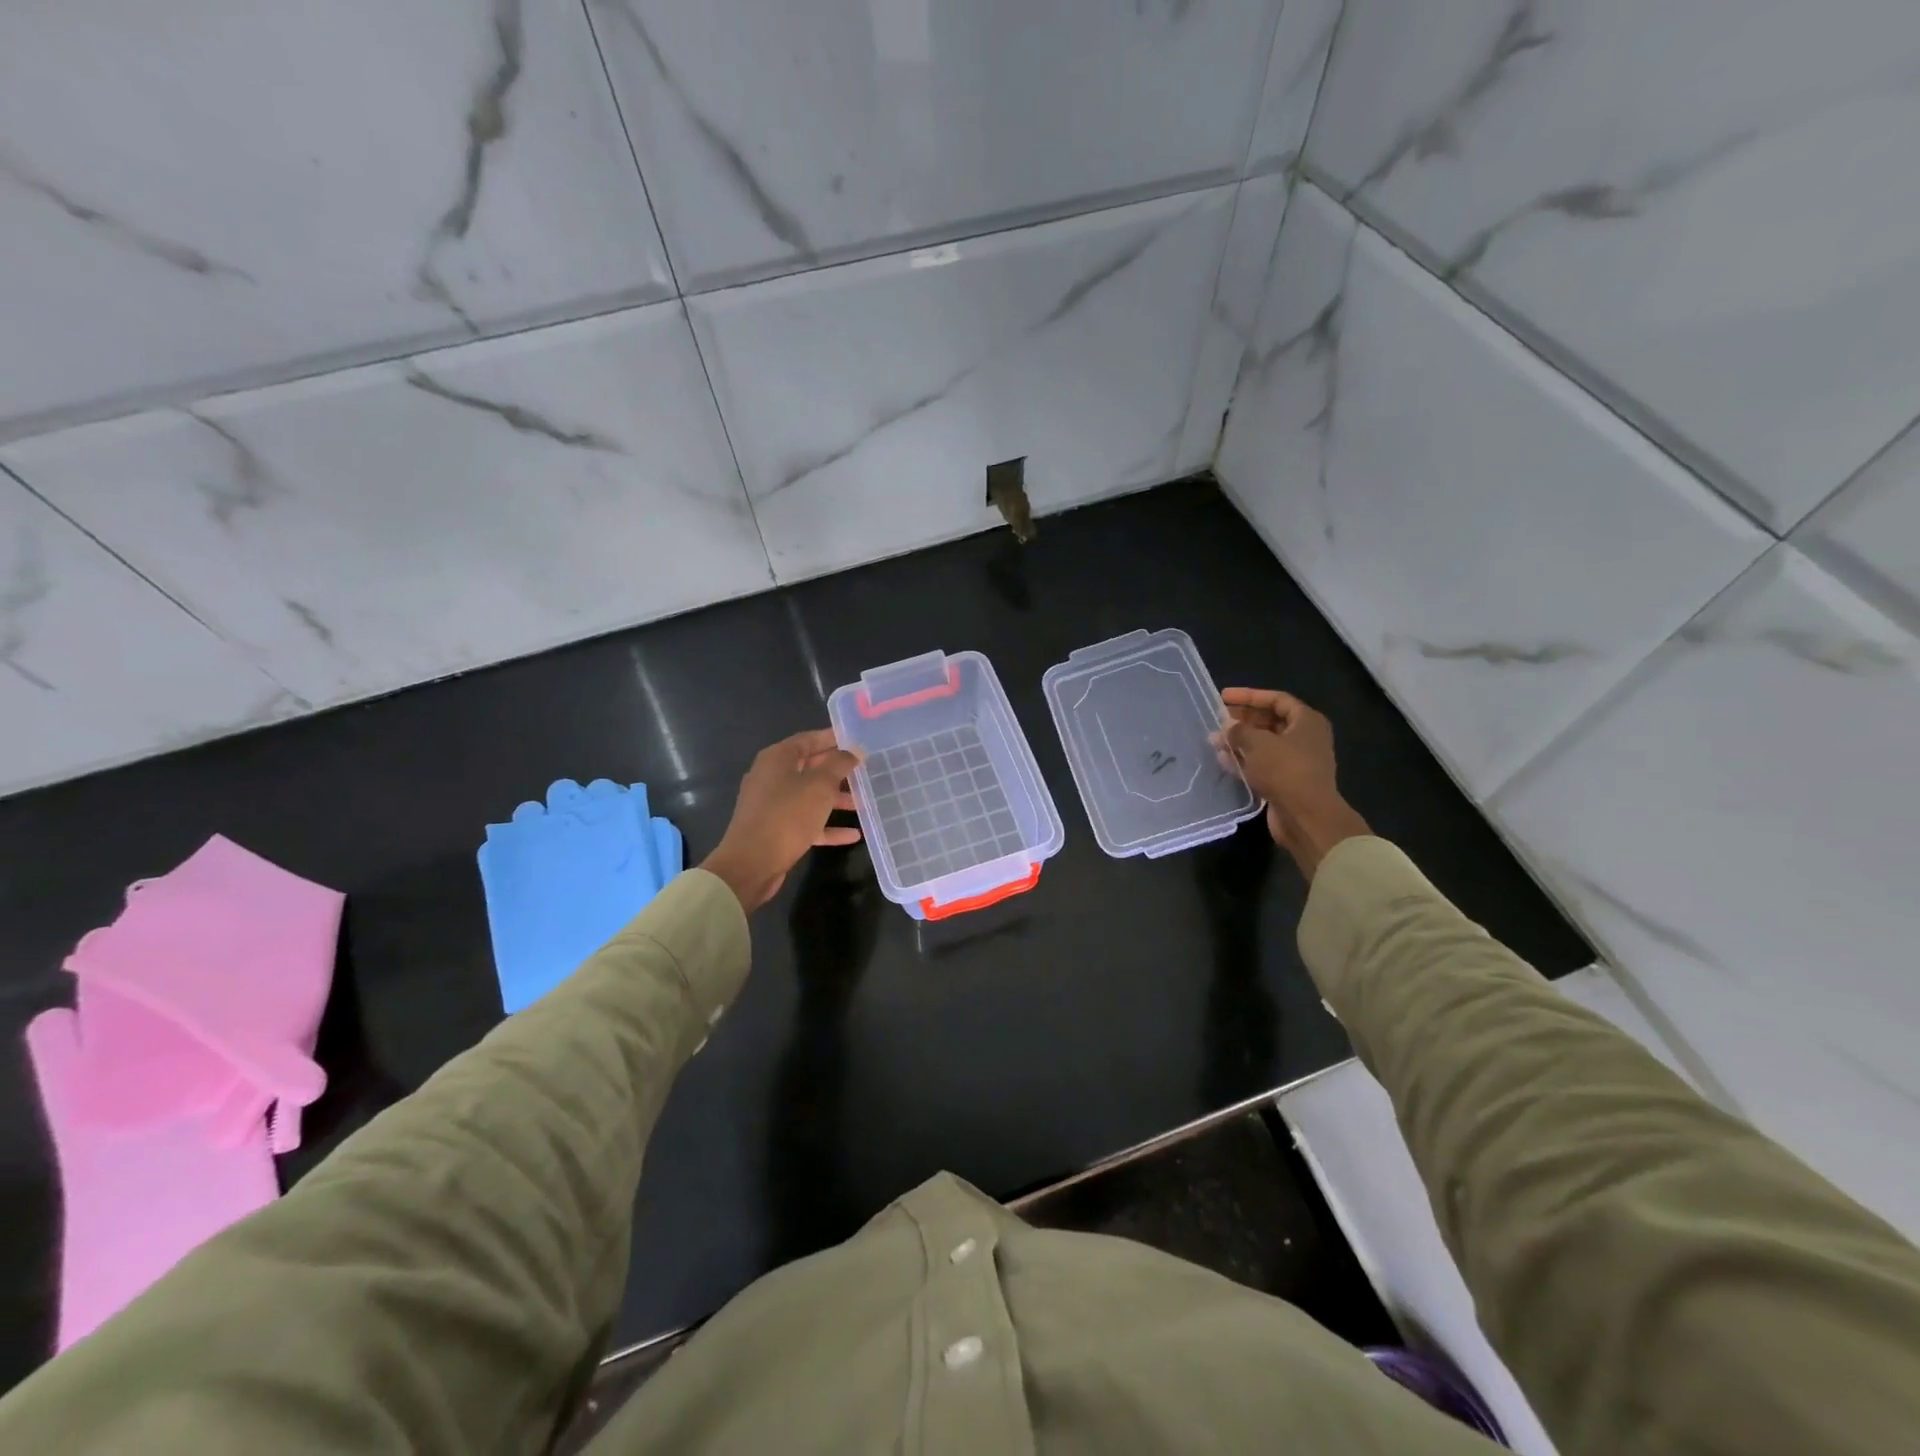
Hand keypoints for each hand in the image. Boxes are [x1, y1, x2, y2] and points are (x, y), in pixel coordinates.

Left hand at [702, 729, 862, 911]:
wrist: (751, 863)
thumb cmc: (787, 815)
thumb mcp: (820, 786)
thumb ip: (839, 765)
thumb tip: (854, 750)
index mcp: (777, 759)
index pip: (808, 739)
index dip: (832, 738)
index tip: (856, 741)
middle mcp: (772, 777)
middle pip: (809, 767)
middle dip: (837, 771)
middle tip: (864, 771)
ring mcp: (772, 805)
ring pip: (809, 796)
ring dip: (835, 799)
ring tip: (863, 803)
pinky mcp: (776, 830)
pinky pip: (807, 822)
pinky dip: (827, 826)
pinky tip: (853, 834)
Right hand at [1220, 688, 1370, 878]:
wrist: (1305, 816)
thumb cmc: (1285, 769)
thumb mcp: (1258, 743)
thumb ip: (1239, 731)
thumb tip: (1227, 727)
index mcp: (1307, 721)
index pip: (1276, 699)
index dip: (1249, 696)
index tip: (1224, 697)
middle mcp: (1305, 738)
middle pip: (1270, 722)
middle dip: (1242, 721)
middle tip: (1218, 720)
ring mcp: (1296, 762)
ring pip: (1264, 745)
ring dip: (1240, 742)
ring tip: (1214, 741)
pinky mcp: (1286, 782)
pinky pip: (1262, 765)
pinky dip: (1244, 761)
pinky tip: (1223, 760)